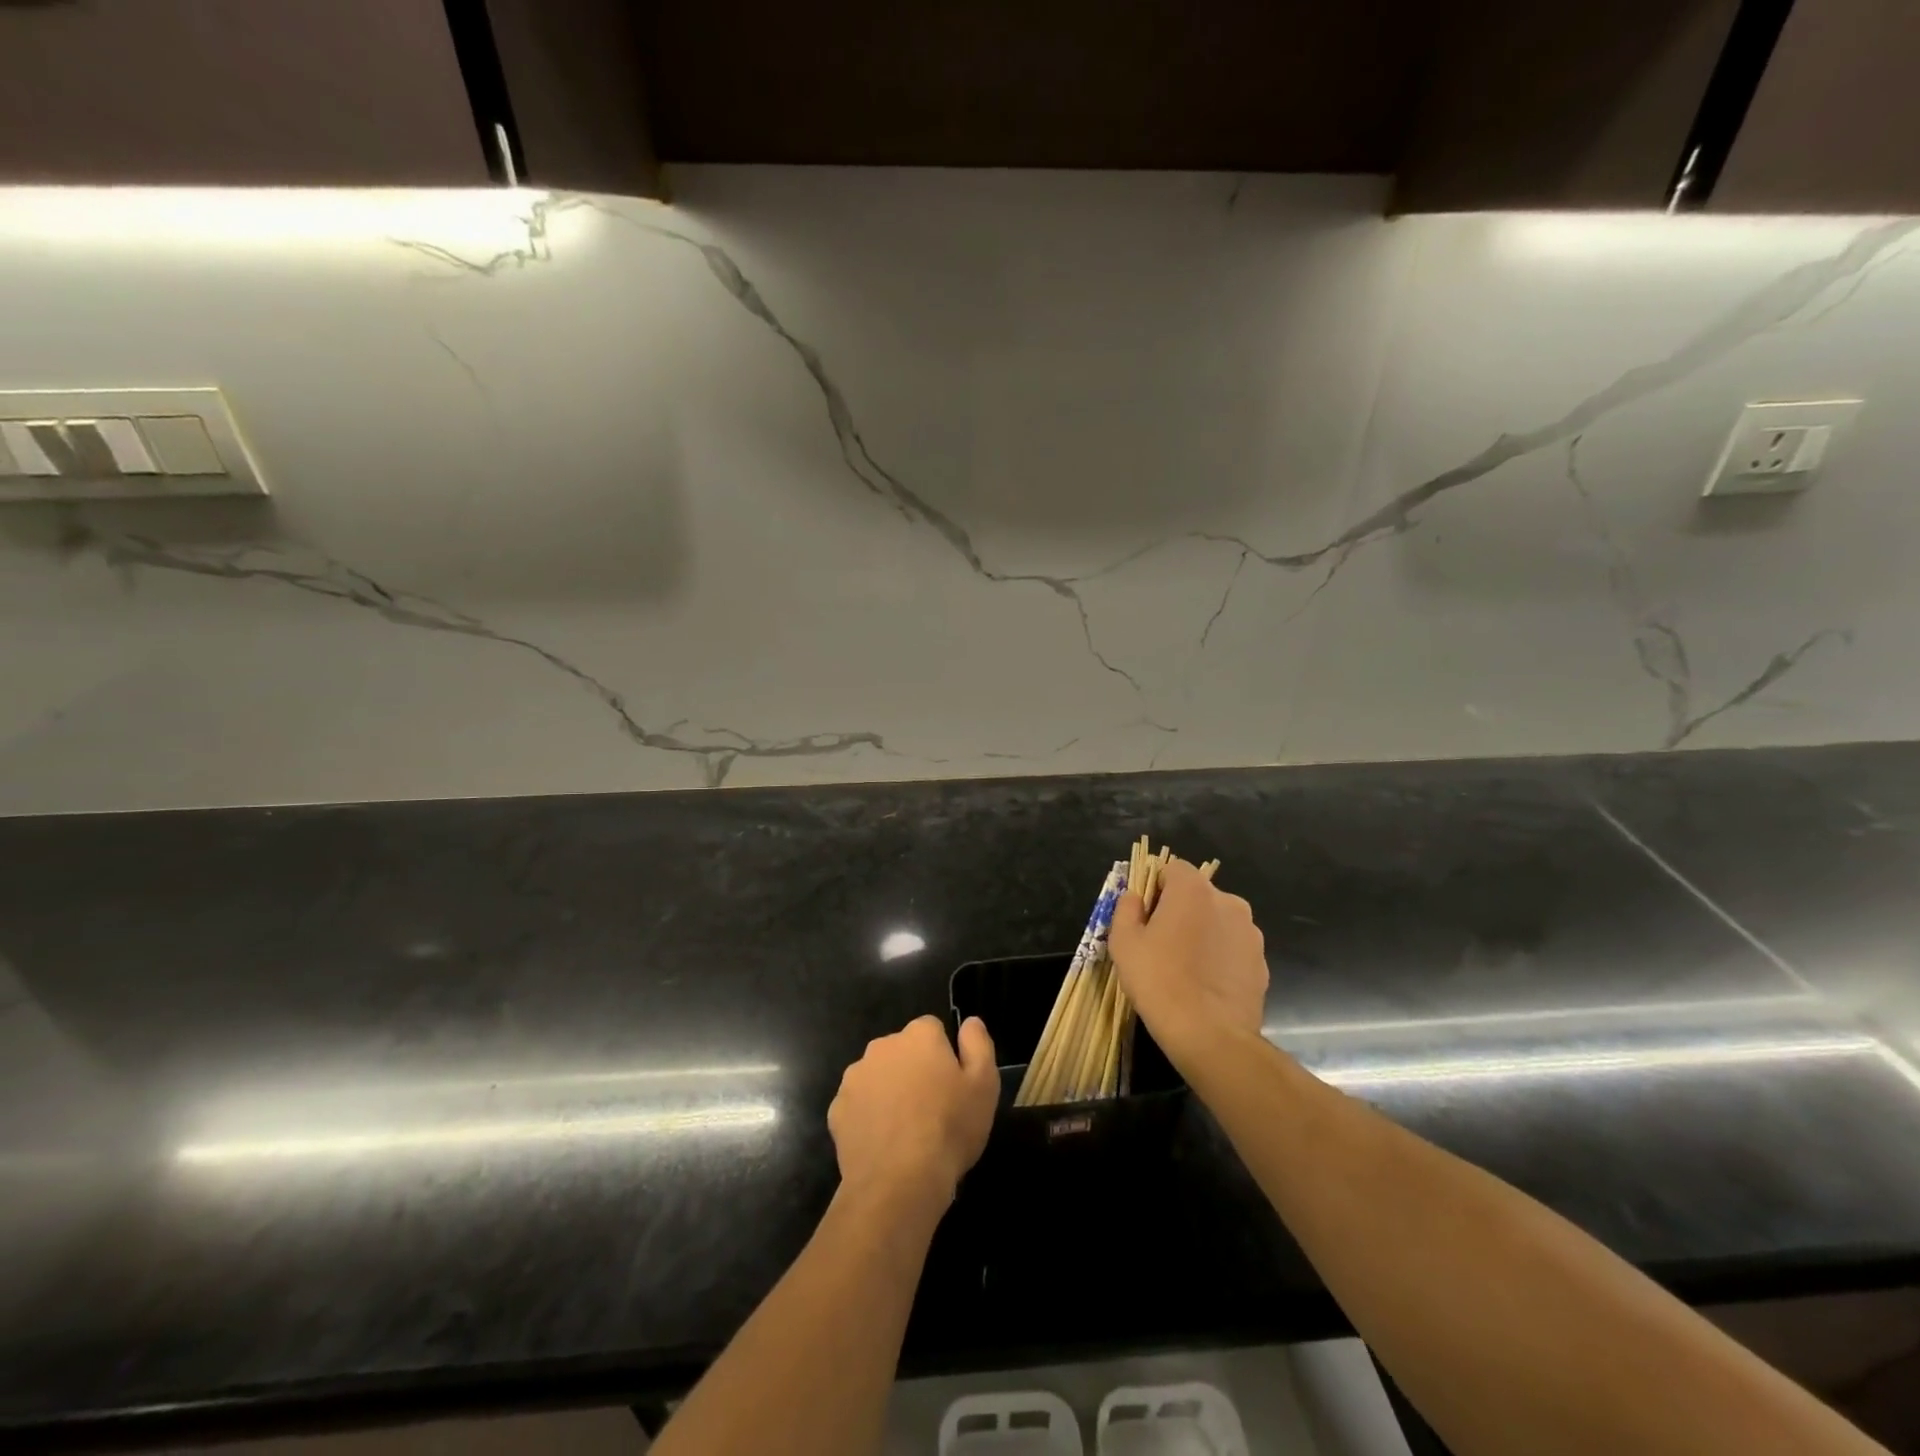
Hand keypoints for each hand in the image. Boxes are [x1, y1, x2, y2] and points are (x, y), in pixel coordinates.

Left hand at [829, 1015, 998, 1206]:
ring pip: (878, 1076)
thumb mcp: (984, 1085)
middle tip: (931, 1108)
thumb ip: (979, 1044)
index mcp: (918, 1035)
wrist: (899, 1182)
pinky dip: (869, 1117)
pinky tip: (883, 1144)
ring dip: (889, 1091)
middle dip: (914, 1070)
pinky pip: (858, 1105)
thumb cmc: (949, 1128)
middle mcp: (882, 1046)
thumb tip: (971, 1021)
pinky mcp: (838, 1109)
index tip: (952, 1084)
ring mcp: (855, 1077)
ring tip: (906, 1130)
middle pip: (902, 1051)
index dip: (943, 1055)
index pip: (932, 1029)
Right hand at [1110, 858, 1268, 1063]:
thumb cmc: (1159, 980)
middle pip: (1198, 894)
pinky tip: (1206, 985)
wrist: (1210, 1035)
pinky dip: (1220, 958)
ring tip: (1186, 969)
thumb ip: (1127, 908)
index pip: (1173, 869)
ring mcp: (1250, 933)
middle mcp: (1228, 902)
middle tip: (1161, 944)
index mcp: (1193, 890)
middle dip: (1180, 911)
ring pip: (1218, 921)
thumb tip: (1136, 897)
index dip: (1156, 889)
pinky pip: (1233, 948)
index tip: (1146, 917)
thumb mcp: (1124, 942)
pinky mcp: (1262, 962)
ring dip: (1203, 933)